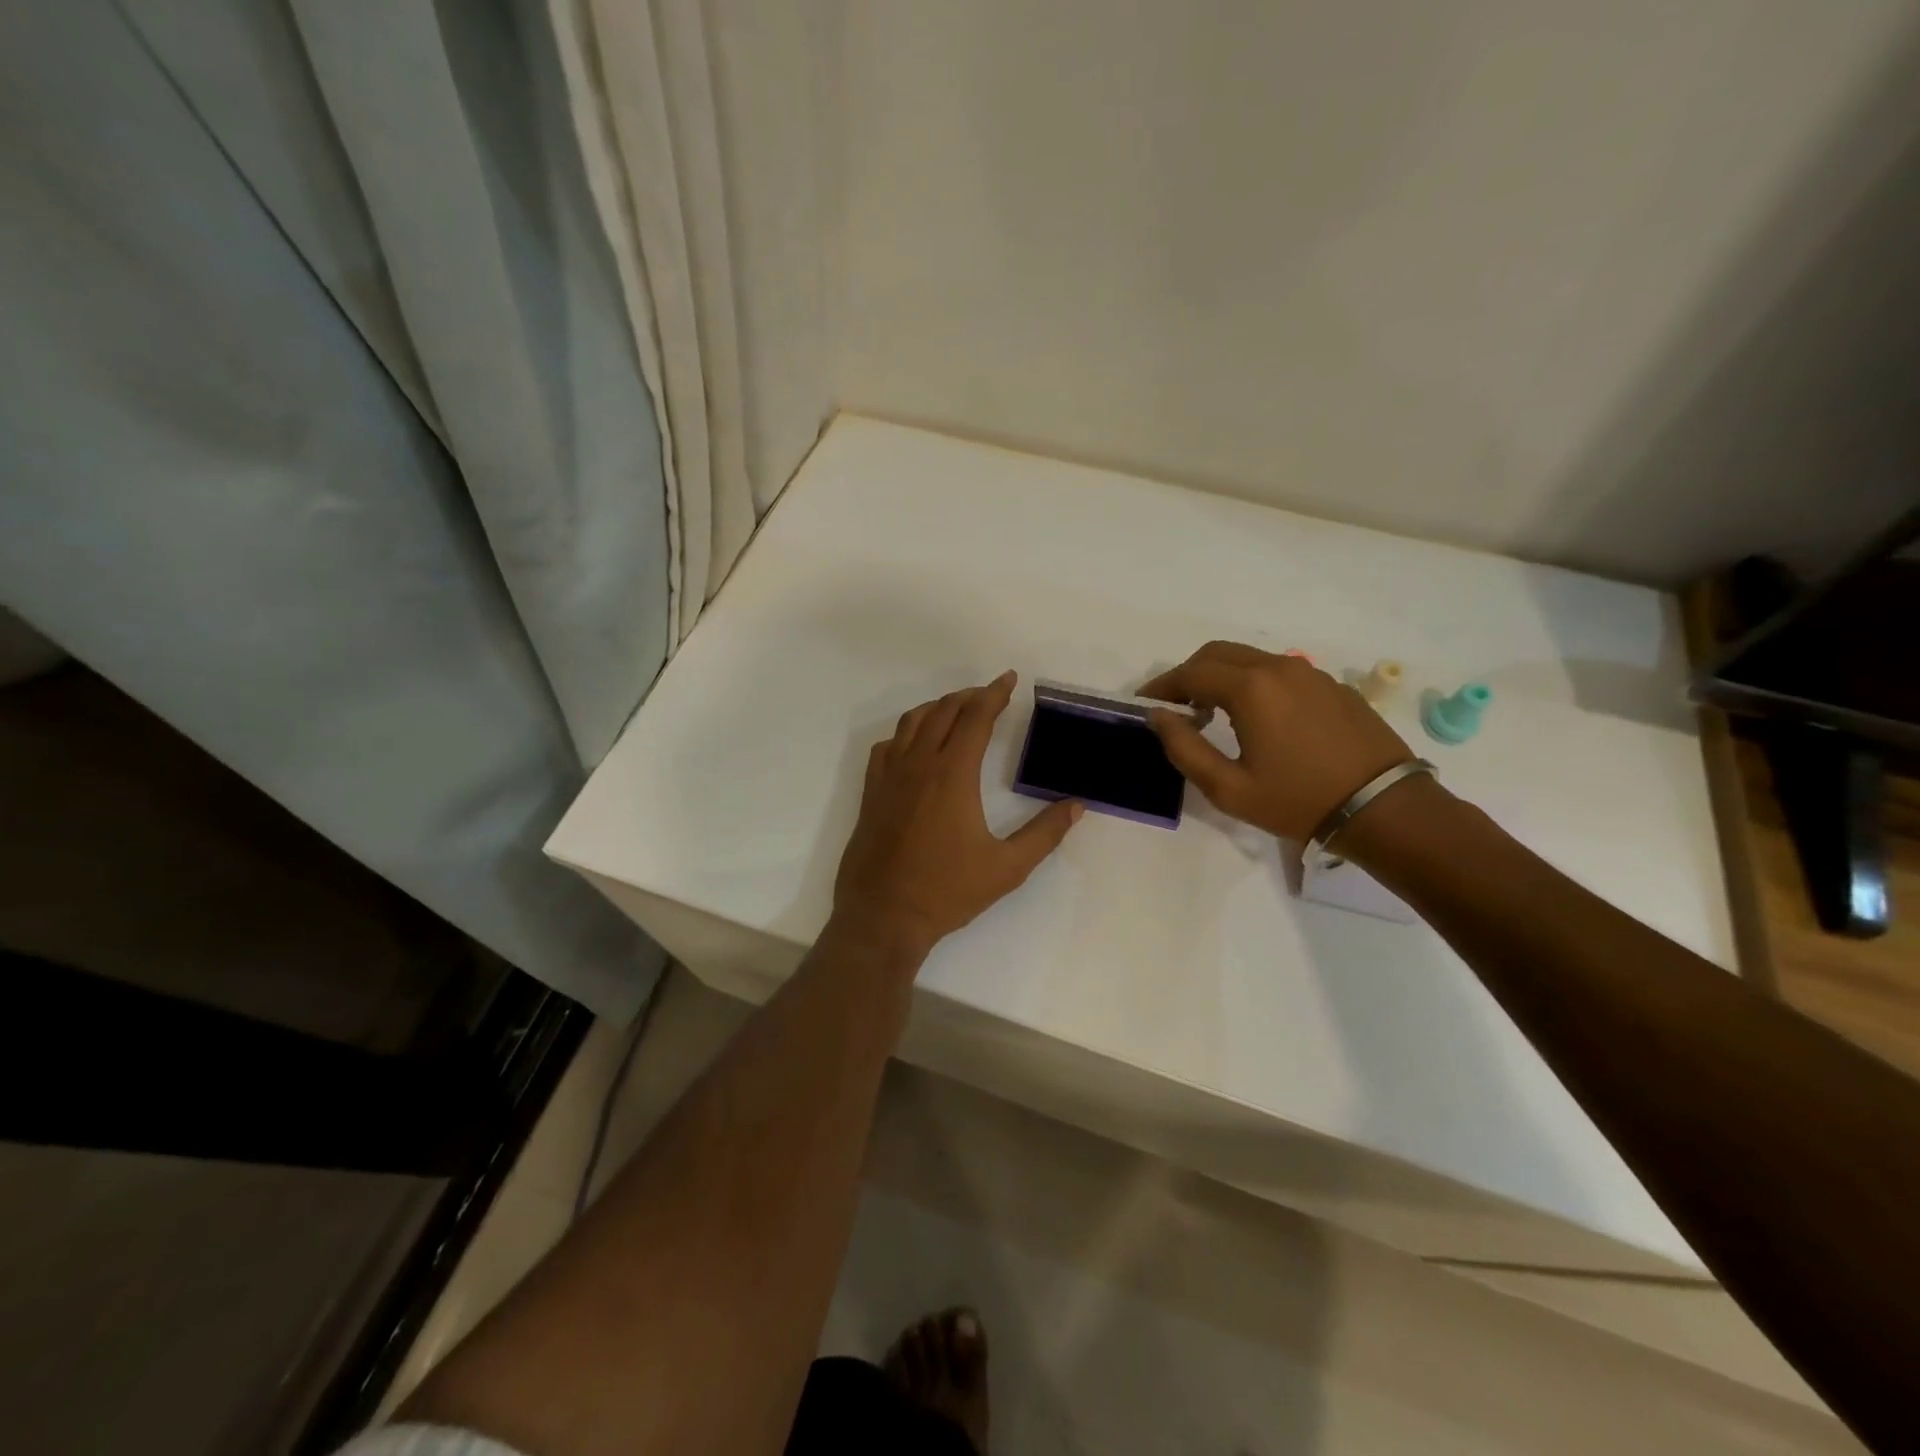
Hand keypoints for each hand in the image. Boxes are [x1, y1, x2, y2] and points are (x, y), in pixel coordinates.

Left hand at [833, 672, 1082, 957]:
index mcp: (953, 775)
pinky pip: (888, 745)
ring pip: (912, 722)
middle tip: (990, 694)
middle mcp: (918, 764)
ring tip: (957, 709)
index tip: (1009, 679)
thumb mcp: (1007, 868)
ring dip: (938, 707)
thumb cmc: (947, 892)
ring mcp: (889, 776)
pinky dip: (907, 732)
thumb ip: (1044, 834)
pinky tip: (916, 743)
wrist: (883, 916)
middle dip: (970, 696)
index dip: (994, 694)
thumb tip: (1077, 806)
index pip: (976, 718)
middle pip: (944, 711)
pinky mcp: (872, 792)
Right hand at [1141, 642, 1413, 840]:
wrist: (1382, 808)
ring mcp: (1311, 673)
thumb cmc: (1298, 801)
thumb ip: (1184, 748)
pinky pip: (1280, 673)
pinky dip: (1254, 683)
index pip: (1191, 672)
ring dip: (1222, 676)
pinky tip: (1257, 718)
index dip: (1162, 686)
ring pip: (1251, 659)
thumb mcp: (1228, 788)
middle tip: (1176, 706)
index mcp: (1251, 688)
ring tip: (1211, 712)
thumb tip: (1158, 716)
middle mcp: (1279, 668)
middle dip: (1189, 674)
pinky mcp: (1332, 686)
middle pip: (1218, 653)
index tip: (1145, 704)